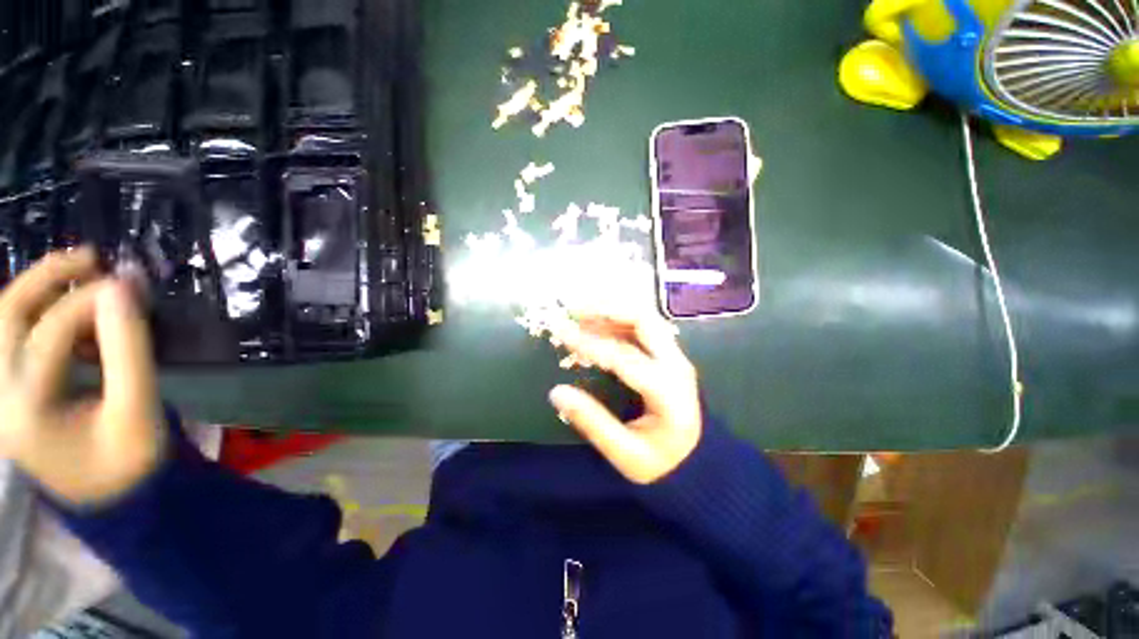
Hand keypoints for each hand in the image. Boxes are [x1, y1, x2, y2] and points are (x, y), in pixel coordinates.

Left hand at [0, 249, 162, 504]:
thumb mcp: (138, 411)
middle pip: (5, 317)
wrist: (107, 496)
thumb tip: (122, 288)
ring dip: (40, 289)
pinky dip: (42, 313)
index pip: (49, 336)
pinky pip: (14, 335)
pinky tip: (73, 315)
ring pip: (4, 320)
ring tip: (80, 274)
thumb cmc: (127, 461)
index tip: (132, 284)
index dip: (91, 304)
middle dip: (45, 278)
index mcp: (25, 412)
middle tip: (90, 257)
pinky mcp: (7, 389)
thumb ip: (129, 351)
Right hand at [549, 309, 701, 483]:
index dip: (589, 343)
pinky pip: (644, 328)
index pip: (623, 357)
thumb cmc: (661, 462)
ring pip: (645, 318)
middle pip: (644, 320)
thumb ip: (592, 422)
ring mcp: (675, 357)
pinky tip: (597, 326)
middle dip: (607, 309)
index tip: (560, 333)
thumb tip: (557, 392)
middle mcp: (676, 365)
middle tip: (574, 310)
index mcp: (667, 391)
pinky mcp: (670, 356)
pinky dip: (618, 321)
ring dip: (612, 311)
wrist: (697, 462)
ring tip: (580, 314)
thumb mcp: (624, 454)